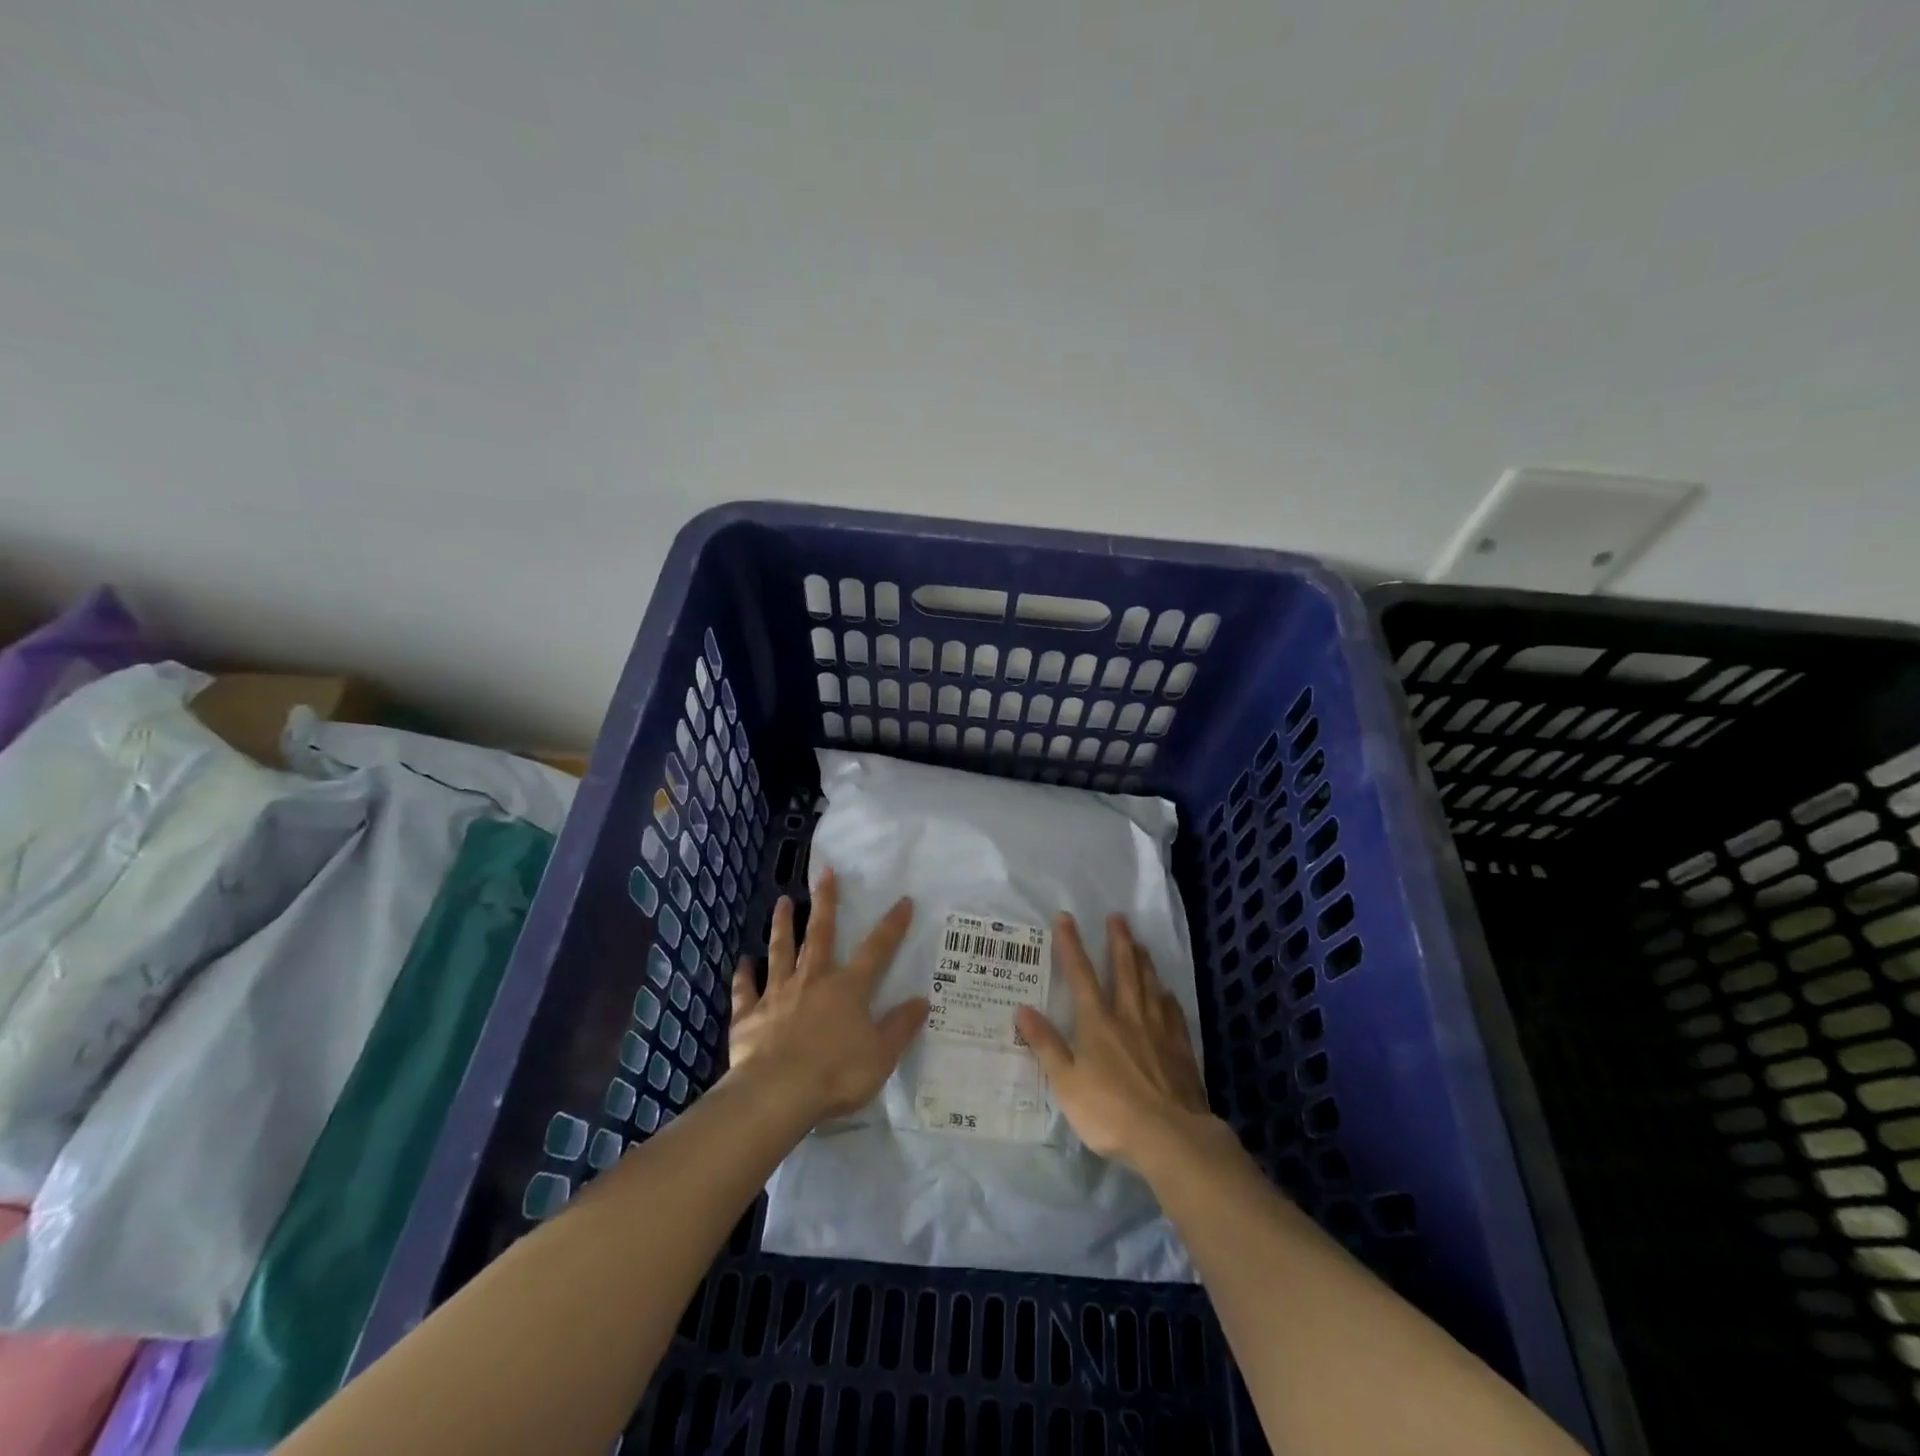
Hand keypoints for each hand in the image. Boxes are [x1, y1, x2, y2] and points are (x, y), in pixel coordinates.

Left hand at [728, 869, 927, 1123]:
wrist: (777, 1093)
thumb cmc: (837, 1073)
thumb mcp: (882, 1055)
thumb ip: (901, 1026)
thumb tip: (923, 1000)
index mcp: (849, 988)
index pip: (877, 949)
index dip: (892, 925)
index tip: (903, 900)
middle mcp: (813, 980)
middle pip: (820, 934)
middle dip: (826, 902)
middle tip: (824, 873)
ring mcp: (778, 994)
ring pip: (781, 951)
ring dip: (783, 925)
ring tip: (782, 901)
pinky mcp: (749, 1015)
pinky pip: (746, 990)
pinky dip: (744, 975)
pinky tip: (742, 962)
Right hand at [1016, 914, 1210, 1168]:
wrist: (1170, 1136)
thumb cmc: (1110, 1111)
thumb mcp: (1066, 1082)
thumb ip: (1046, 1045)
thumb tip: (1022, 1008)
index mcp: (1098, 1022)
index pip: (1081, 975)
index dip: (1071, 945)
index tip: (1066, 918)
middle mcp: (1129, 1017)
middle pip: (1124, 971)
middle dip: (1118, 942)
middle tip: (1118, 916)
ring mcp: (1158, 1031)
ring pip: (1150, 986)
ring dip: (1144, 962)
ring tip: (1141, 943)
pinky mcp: (1181, 1050)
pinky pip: (1173, 1014)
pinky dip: (1167, 998)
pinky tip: (1167, 993)